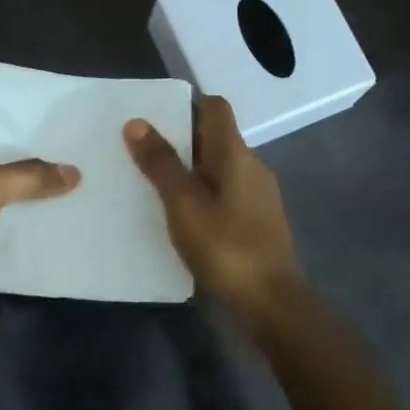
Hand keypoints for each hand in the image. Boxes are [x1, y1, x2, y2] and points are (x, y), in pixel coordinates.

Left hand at [0, 105, 78, 338]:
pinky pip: (2, 229)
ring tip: (76, 182)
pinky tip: (59, 222)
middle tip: (73, 146)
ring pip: (2, 195)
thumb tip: (73, 172)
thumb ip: (30, 176)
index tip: (49, 110)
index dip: (11, 110)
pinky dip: (25, 228)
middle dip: (31, 153)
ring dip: (32, 193)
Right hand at [123, 96, 303, 323]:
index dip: (185, 106)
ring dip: (188, 170)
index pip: (215, 107)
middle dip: (179, 140)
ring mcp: (257, 195)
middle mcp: (251, 166)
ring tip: (151, 185)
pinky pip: (224, 193)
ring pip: (217, 168)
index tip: (154, 120)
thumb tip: (137, 123)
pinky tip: (179, 216)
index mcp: (235, 154)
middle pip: (214, 137)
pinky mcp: (256, 221)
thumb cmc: (226, 248)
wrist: (272, 304)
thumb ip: (160, 163)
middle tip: (140, 152)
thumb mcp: (183, 204)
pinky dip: (201, 194)